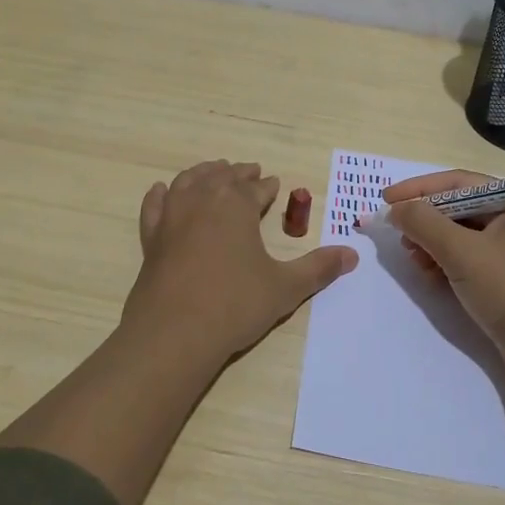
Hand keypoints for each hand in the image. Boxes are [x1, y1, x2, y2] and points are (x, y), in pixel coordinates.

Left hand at [122, 160, 358, 364]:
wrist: (174, 333)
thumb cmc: (235, 305)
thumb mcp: (285, 288)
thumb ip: (318, 268)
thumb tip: (353, 255)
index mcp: (236, 205)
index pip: (256, 188)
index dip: (267, 186)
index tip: (274, 183)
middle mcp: (202, 201)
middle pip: (222, 177)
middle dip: (238, 173)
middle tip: (250, 171)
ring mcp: (171, 218)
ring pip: (188, 182)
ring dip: (203, 174)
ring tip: (214, 171)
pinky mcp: (151, 239)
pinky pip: (154, 206)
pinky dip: (160, 195)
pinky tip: (162, 191)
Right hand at [382, 169, 504, 384]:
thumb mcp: (463, 253)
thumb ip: (424, 224)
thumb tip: (396, 208)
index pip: (459, 183)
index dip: (419, 189)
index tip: (386, 200)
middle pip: (461, 208)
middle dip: (426, 221)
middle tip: (400, 236)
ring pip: (465, 235)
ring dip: (434, 244)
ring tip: (415, 260)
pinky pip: (473, 259)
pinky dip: (449, 263)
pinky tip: (432, 276)